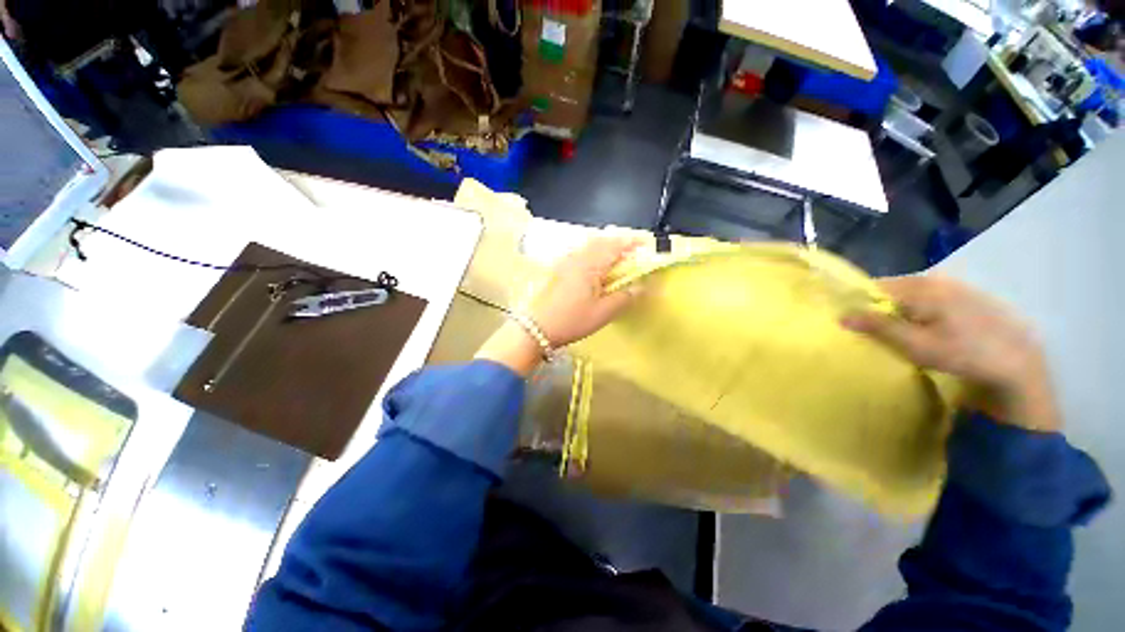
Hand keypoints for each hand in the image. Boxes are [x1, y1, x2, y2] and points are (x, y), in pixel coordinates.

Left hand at [475, 235, 643, 375]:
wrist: (536, 327)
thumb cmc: (572, 320)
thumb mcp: (603, 312)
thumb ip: (626, 296)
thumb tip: (644, 286)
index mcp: (591, 264)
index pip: (615, 244)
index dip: (632, 242)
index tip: (646, 245)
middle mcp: (578, 257)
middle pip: (602, 241)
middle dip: (619, 244)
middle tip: (633, 255)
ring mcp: (566, 262)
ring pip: (590, 247)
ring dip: (606, 248)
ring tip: (617, 262)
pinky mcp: (559, 270)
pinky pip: (581, 254)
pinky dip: (593, 255)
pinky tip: (596, 270)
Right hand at [841, 274, 1060, 431]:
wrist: (1018, 363)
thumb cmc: (963, 354)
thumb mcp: (916, 345)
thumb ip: (879, 327)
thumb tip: (842, 316)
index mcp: (922, 287)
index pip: (876, 286)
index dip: (859, 300)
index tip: (849, 317)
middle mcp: (937, 279)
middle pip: (894, 287)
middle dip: (879, 304)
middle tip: (871, 327)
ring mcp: (955, 286)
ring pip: (913, 292)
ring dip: (899, 307)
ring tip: (896, 329)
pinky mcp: (967, 296)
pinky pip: (930, 296)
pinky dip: (918, 308)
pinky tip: (924, 327)